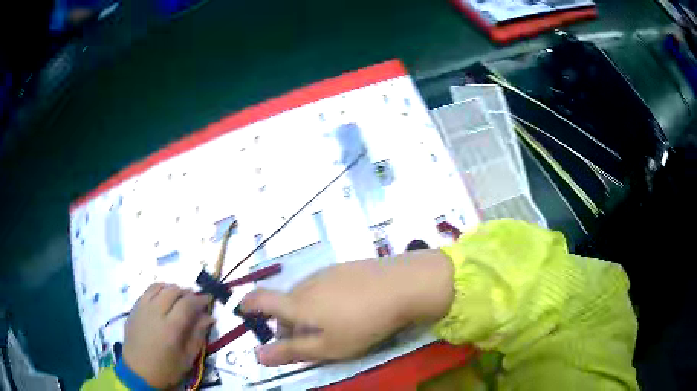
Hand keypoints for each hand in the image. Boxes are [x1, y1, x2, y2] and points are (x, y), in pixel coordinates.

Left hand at [123, 284, 214, 388]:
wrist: (138, 372)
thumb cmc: (166, 369)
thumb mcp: (187, 358)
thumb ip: (198, 336)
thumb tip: (208, 317)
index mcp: (170, 327)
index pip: (187, 303)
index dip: (200, 299)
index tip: (208, 299)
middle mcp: (155, 312)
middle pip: (173, 290)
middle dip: (187, 292)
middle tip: (195, 300)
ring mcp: (142, 307)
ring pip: (159, 286)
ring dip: (172, 288)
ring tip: (179, 297)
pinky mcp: (134, 308)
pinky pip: (147, 291)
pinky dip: (158, 290)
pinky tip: (163, 298)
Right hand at [240, 249, 453, 365]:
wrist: (403, 285)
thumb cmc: (363, 323)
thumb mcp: (327, 347)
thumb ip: (291, 352)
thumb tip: (258, 355)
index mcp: (297, 304)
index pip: (262, 300)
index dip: (249, 304)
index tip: (243, 310)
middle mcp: (307, 284)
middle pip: (286, 303)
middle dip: (288, 322)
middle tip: (307, 340)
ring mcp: (328, 272)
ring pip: (306, 295)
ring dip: (307, 311)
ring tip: (331, 326)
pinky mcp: (346, 267)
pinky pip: (325, 285)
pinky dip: (324, 299)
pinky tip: (348, 308)